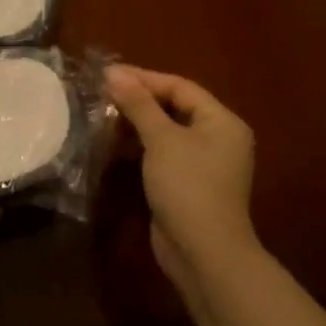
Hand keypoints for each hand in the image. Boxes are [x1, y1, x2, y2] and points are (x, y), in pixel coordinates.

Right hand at [105, 65, 259, 290]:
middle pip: (175, 107)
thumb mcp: (162, 139)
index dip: (144, 78)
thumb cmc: (188, 186)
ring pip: (167, 132)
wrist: (203, 253)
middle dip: (139, 99)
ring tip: (104, 114)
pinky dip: (142, 146)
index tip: (108, 74)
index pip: (180, 87)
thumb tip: (114, 73)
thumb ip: (138, 104)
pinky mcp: (189, 185)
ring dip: (138, 123)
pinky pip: (164, 154)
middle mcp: (218, 138)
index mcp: (222, 121)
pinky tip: (115, 143)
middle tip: (103, 92)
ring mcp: (204, 164)